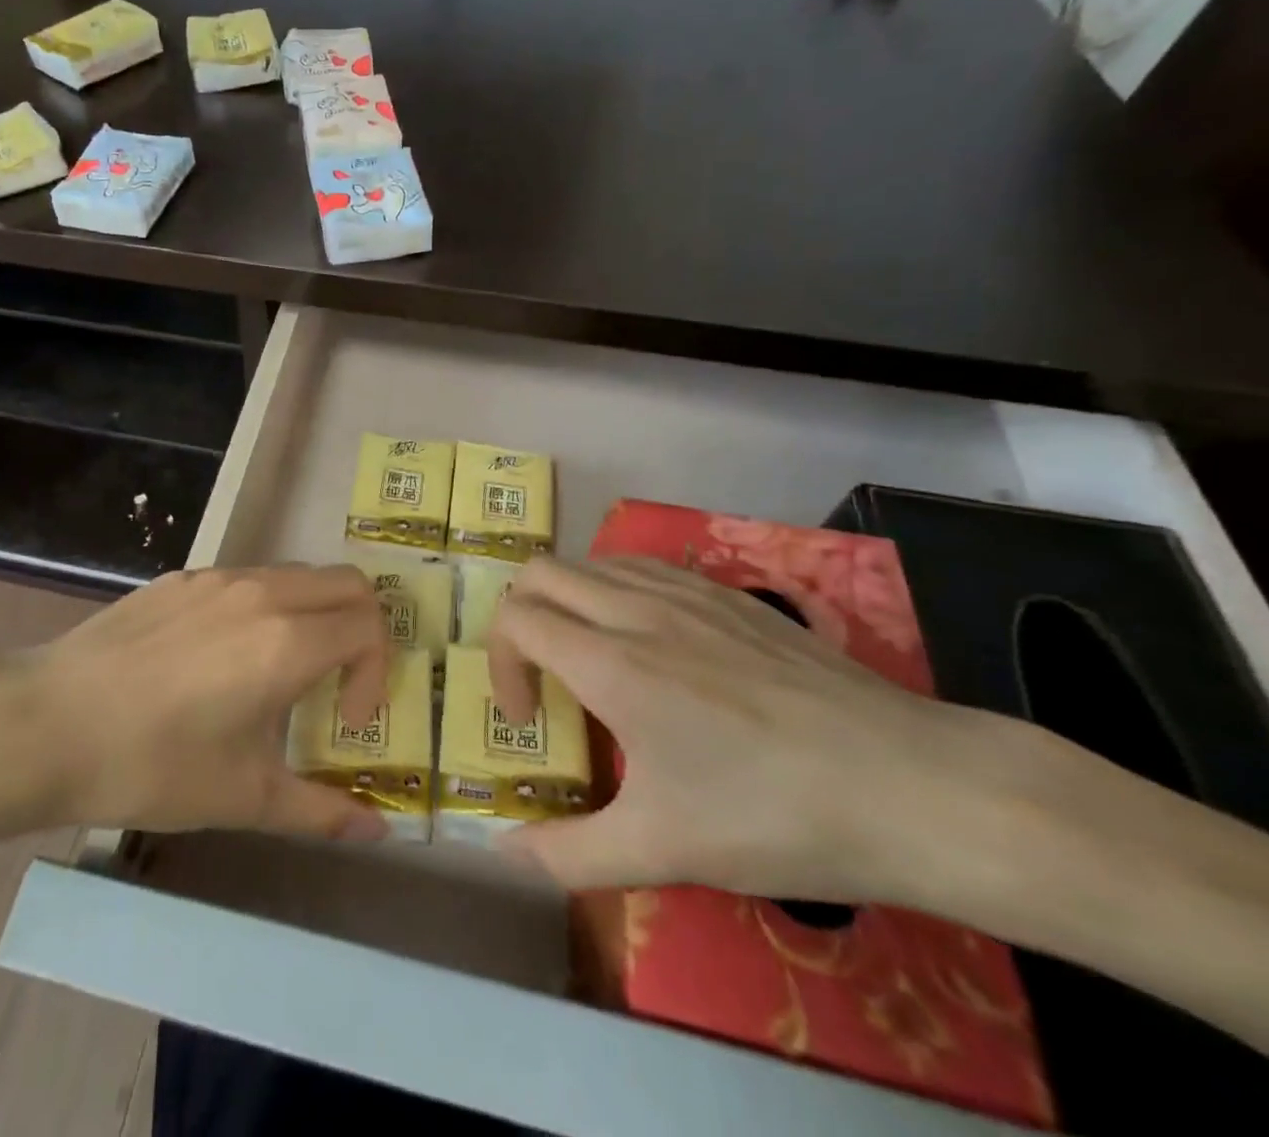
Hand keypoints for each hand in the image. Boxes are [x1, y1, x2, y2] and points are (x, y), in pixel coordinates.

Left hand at [10, 566, 392, 840]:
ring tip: (278, 673)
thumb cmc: (151, 765)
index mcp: (286, 641)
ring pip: (296, 575)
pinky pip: (247, 579)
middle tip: (335, 683)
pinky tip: (220, 660)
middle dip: (361, 628)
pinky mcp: (180, 578)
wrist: (45, 723)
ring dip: (312, 615)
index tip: (345, 720)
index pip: (368, 626)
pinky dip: (265, 608)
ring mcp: (217, 578)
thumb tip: (380, 833)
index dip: (375, 673)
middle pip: (346, 583)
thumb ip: (321, 811)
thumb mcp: (242, 797)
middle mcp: (261, 593)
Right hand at [487, 556, 997, 900]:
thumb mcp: (663, 850)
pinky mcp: (730, 593)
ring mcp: (687, 592)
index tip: (532, 721)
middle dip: (519, 617)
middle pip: (540, 572)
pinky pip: (643, 567)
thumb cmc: (776, 816)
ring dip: (569, 601)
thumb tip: (505, 854)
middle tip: (544, 676)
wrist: (914, 787)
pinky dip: (617, 591)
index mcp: (611, 662)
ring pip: (591, 562)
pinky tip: (652, 643)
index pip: (516, 619)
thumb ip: (568, 854)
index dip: (501, 665)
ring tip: (593, 659)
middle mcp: (637, 609)